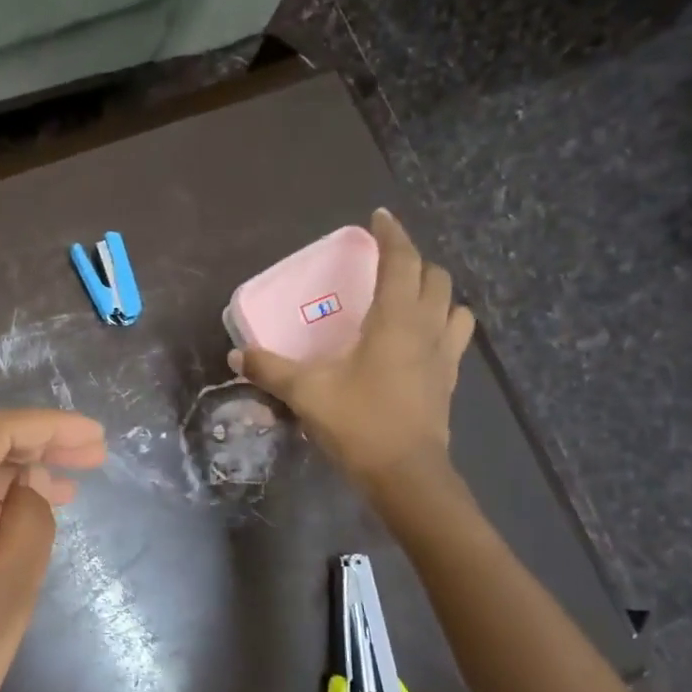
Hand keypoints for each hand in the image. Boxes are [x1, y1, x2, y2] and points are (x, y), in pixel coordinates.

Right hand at [234, 210, 473, 507]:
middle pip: (434, 276)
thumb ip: (269, 369)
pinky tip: (420, 340)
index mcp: (395, 320)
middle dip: (412, 261)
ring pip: (454, 305)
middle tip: (385, 264)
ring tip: (410, 298)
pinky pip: (455, 336)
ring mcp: (444, 354)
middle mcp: (427, 328)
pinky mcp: (449, 380)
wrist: (404, 473)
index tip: (379, 218)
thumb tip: (236, 356)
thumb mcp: (305, 392)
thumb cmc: (358, 422)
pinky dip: (442, 324)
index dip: (392, 235)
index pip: (401, 262)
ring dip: (436, 292)